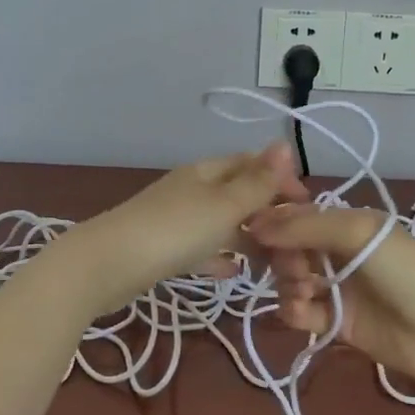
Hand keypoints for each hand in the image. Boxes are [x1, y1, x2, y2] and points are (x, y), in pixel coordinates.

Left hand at [61, 143, 307, 315]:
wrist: (107, 266)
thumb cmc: (173, 231)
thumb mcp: (224, 205)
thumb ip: (257, 181)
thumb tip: (284, 143)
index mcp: (207, 172)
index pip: (252, 164)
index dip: (281, 179)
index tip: (308, 206)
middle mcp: (192, 189)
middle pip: (238, 193)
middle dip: (267, 211)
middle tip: (295, 240)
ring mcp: (176, 219)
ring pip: (221, 223)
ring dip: (247, 236)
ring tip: (274, 260)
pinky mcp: (163, 249)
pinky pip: (201, 248)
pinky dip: (220, 256)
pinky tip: (234, 272)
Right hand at [246, 203, 414, 395]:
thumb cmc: (406, 272)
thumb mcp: (360, 233)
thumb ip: (306, 226)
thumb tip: (256, 223)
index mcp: (348, 223)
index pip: (299, 215)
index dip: (274, 221)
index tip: (250, 229)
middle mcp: (339, 252)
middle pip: (290, 248)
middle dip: (282, 255)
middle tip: (293, 267)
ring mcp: (337, 287)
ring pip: (290, 279)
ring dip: (287, 283)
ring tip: (302, 291)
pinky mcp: (335, 322)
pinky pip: (299, 311)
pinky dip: (293, 310)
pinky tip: (302, 311)